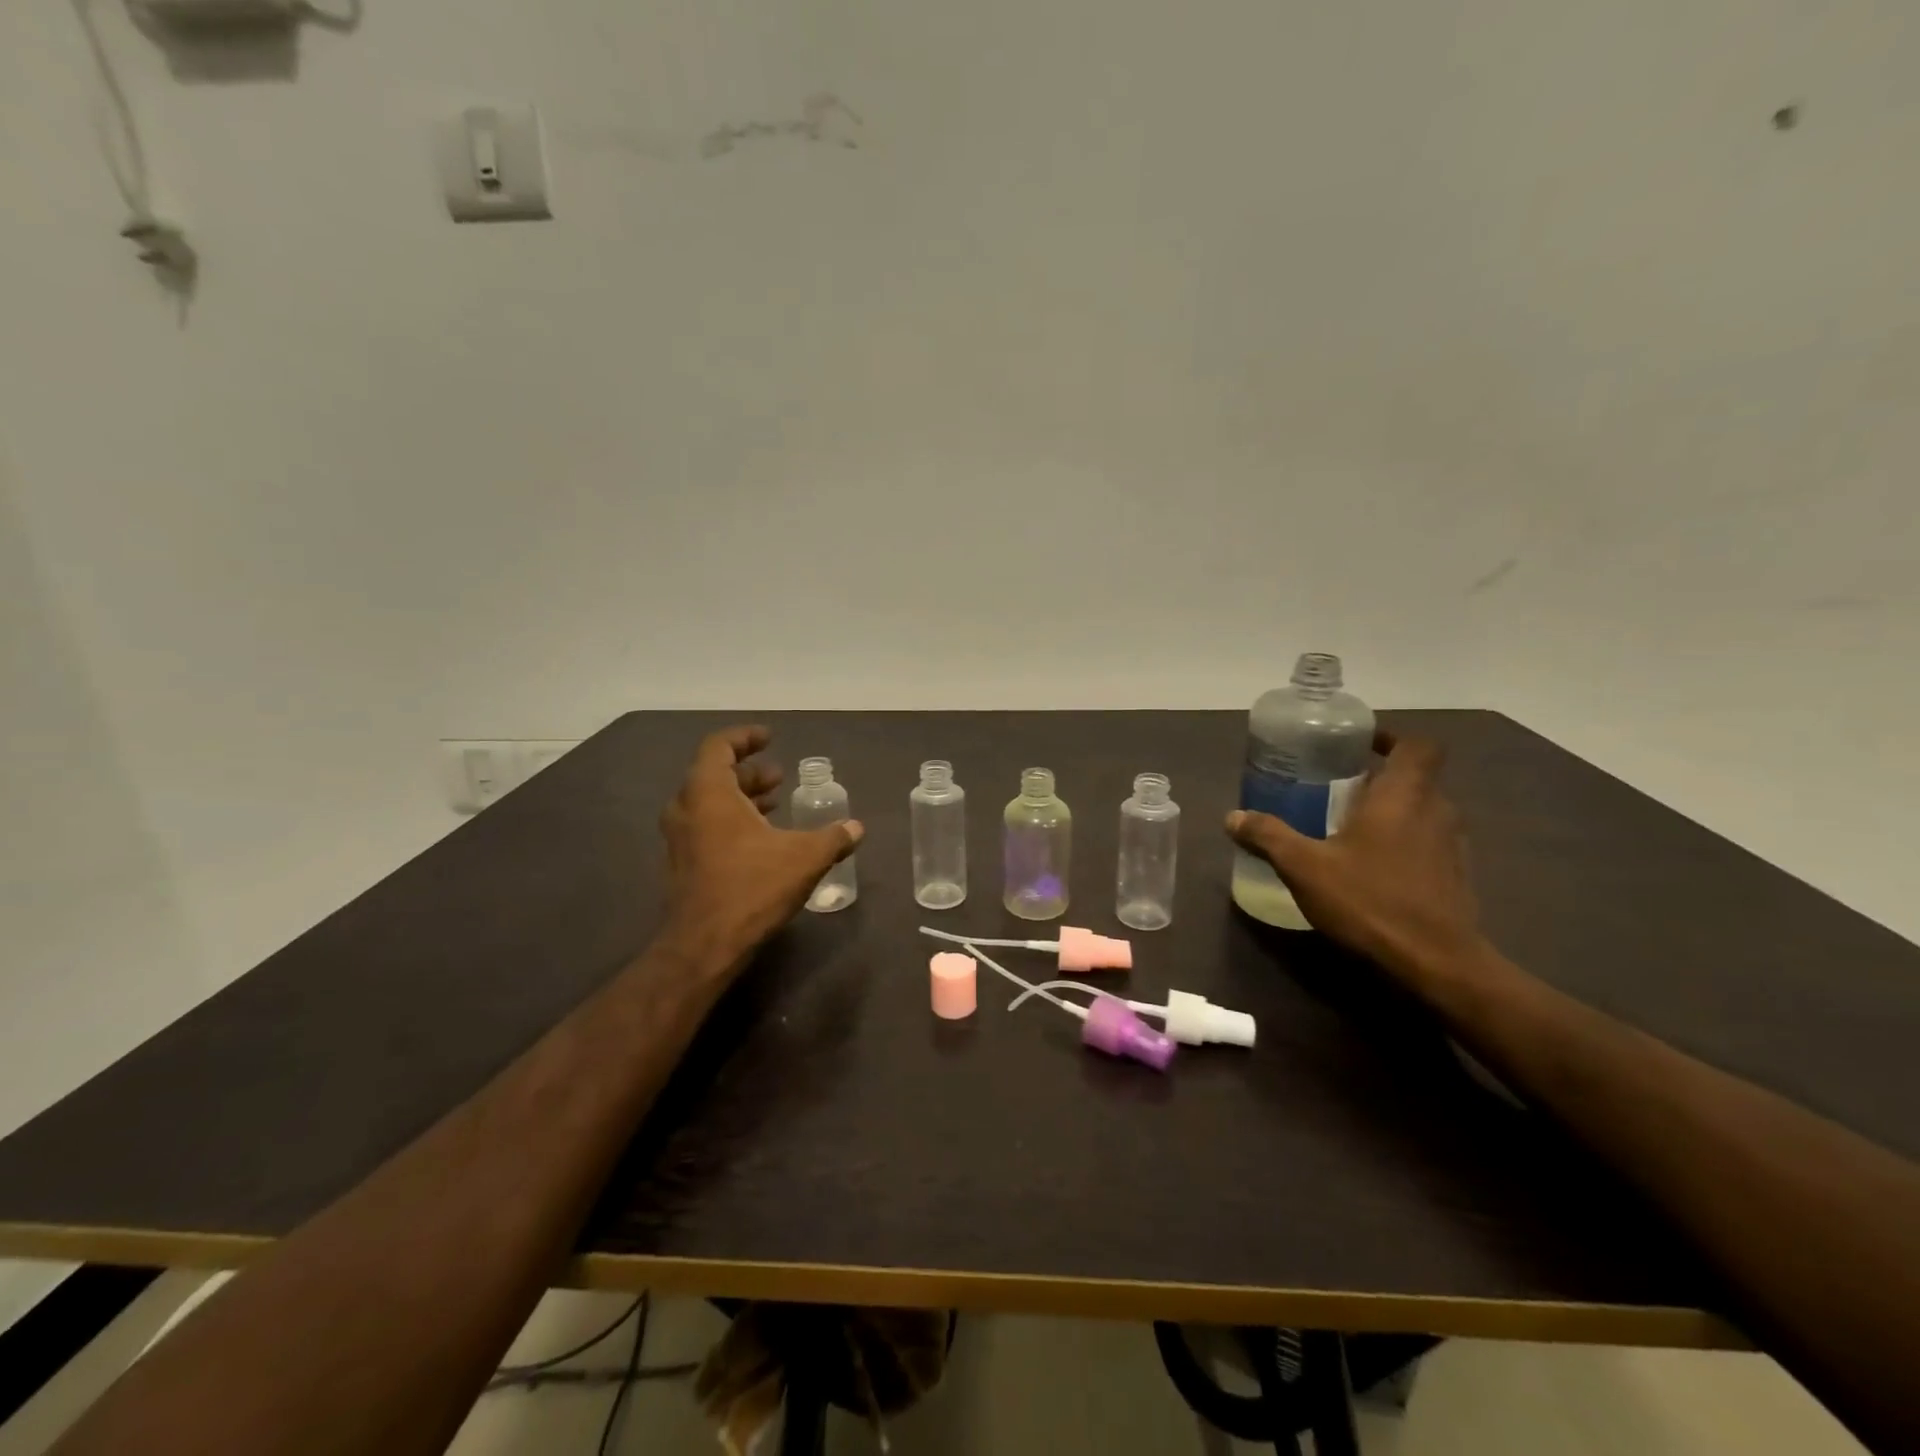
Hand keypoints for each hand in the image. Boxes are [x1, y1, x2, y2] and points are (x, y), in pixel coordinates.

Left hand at [660, 726, 863, 973]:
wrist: (705, 945)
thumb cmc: (752, 887)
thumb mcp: (804, 858)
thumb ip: (833, 838)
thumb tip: (856, 828)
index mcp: (709, 793)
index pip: (718, 746)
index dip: (745, 737)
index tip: (770, 737)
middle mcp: (687, 809)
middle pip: (714, 774)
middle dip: (749, 771)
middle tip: (780, 775)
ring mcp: (680, 839)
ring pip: (710, 803)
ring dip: (742, 798)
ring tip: (776, 802)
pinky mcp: (683, 864)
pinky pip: (707, 827)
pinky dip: (732, 821)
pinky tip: (762, 839)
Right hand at [1226, 732, 1485, 980]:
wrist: (1436, 963)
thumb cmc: (1370, 900)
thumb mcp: (1304, 867)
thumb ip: (1268, 836)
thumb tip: (1232, 817)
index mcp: (1404, 795)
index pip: (1416, 745)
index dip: (1391, 738)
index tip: (1357, 745)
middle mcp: (1436, 811)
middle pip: (1416, 777)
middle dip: (1379, 777)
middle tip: (1337, 786)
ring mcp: (1452, 846)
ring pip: (1423, 811)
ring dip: (1392, 811)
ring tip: (1348, 825)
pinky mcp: (1456, 878)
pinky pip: (1428, 843)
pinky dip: (1403, 842)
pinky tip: (1370, 866)